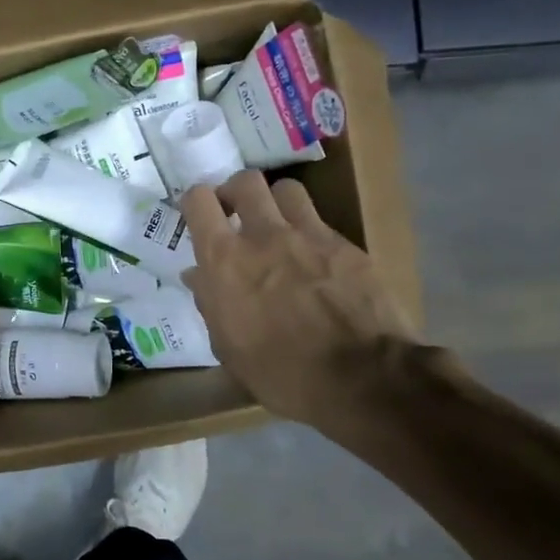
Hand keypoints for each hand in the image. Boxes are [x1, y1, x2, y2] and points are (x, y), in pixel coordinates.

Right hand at [180, 172, 419, 439]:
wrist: (363, 378)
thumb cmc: (282, 373)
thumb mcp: (229, 347)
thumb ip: (210, 303)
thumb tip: (197, 276)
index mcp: (225, 260)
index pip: (198, 200)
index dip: (196, 203)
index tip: (200, 218)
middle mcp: (264, 235)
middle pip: (245, 181)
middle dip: (237, 192)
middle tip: (237, 215)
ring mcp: (310, 236)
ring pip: (287, 190)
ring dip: (276, 203)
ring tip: (278, 227)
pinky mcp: (347, 246)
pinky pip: (321, 222)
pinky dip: (310, 233)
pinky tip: (315, 260)